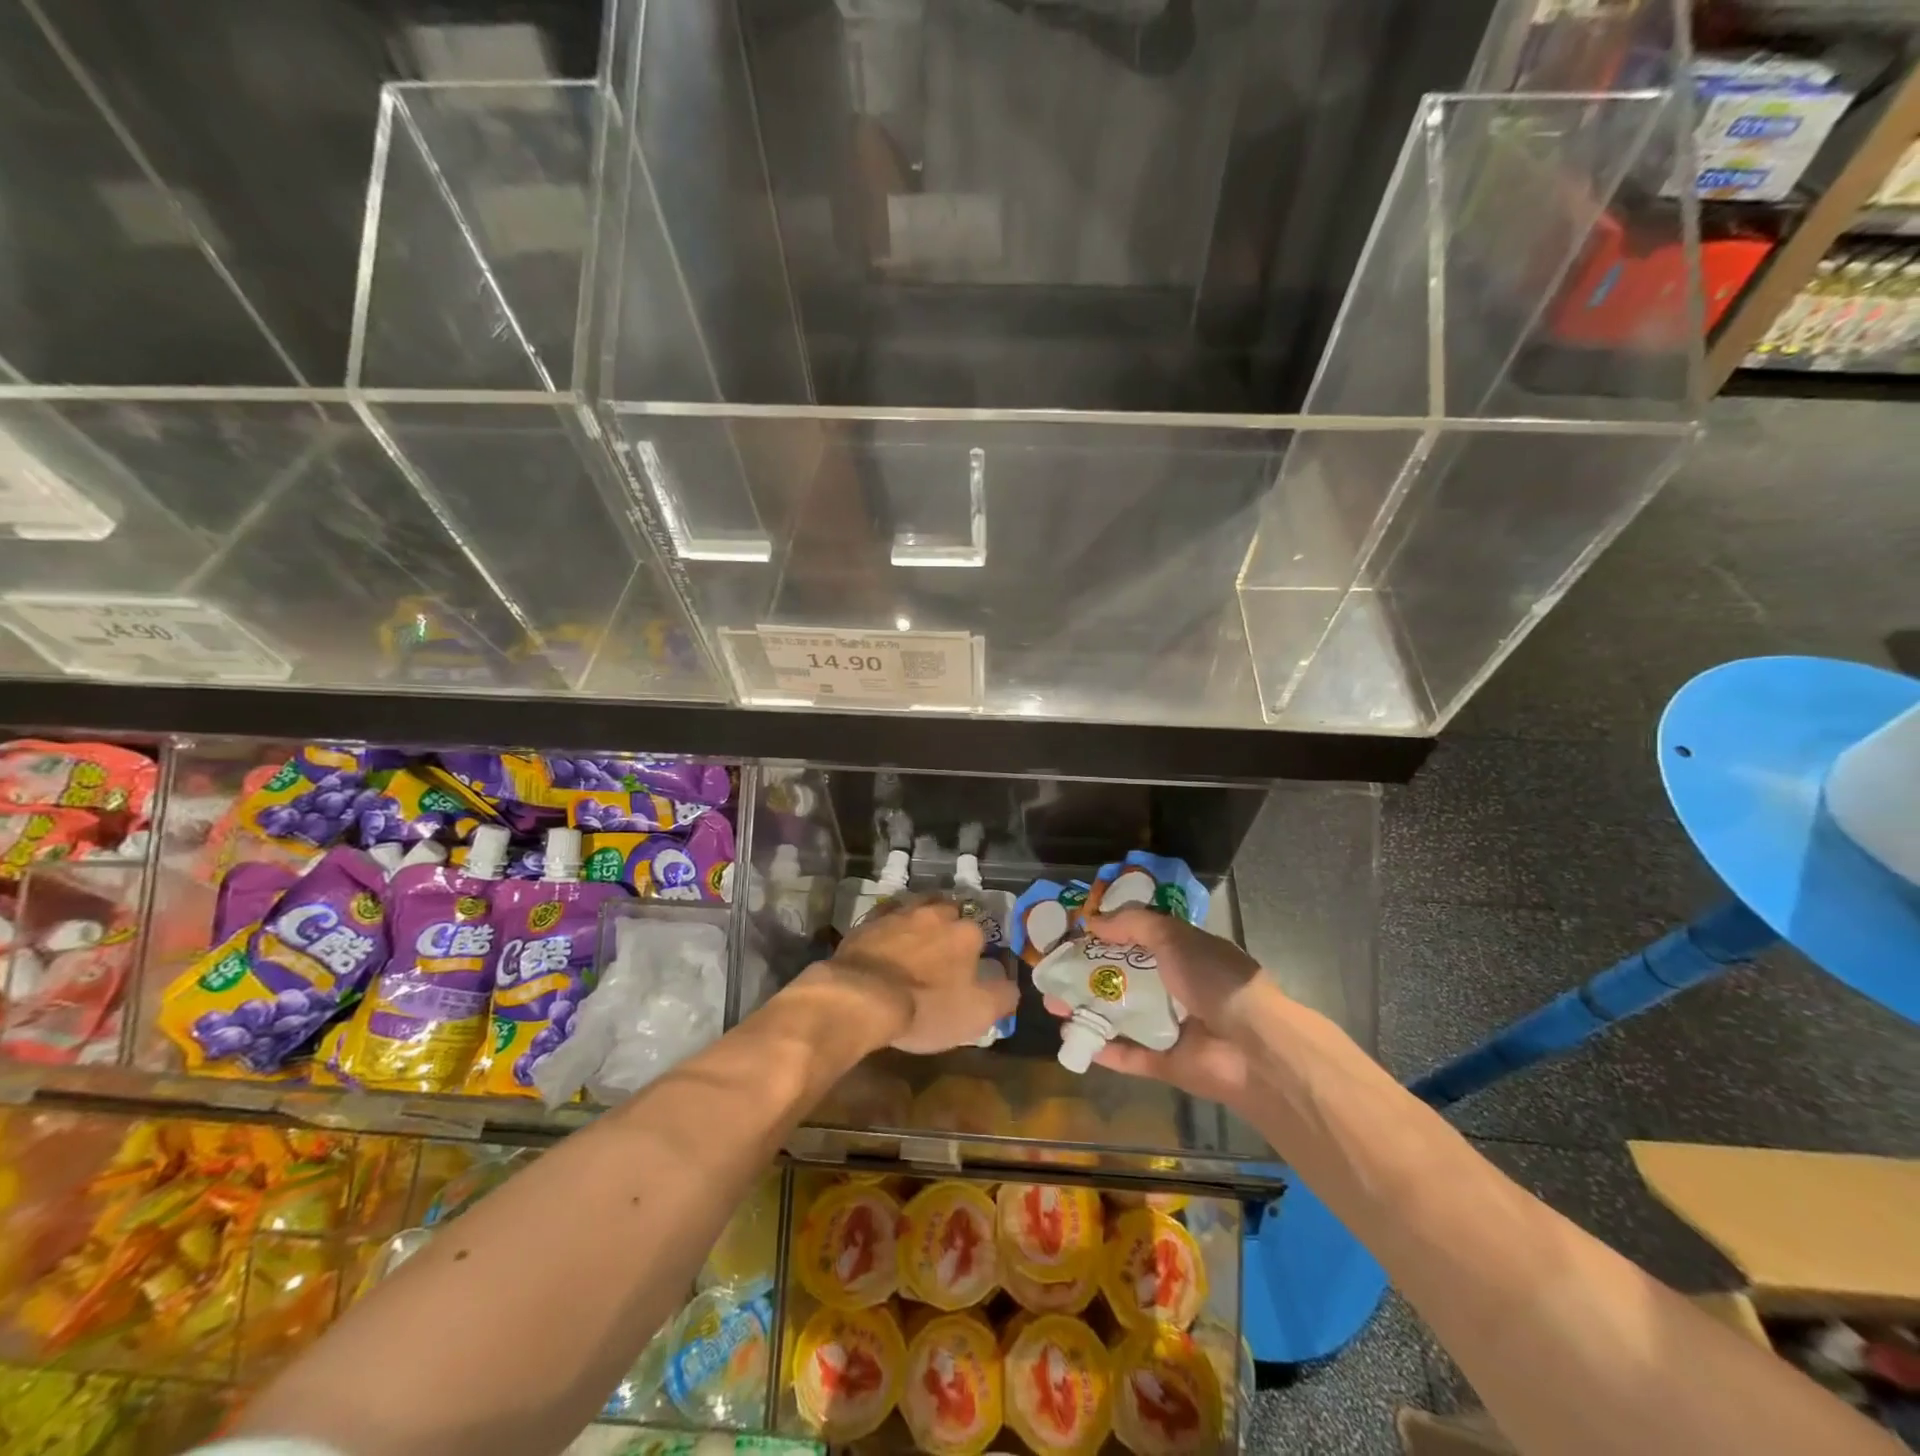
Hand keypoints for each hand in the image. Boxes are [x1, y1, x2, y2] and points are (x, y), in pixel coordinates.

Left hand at [811, 898, 1017, 1054]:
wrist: (862, 997)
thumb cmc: (926, 1008)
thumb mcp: (977, 1014)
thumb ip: (1002, 996)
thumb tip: (1011, 985)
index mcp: (966, 933)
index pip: (982, 934)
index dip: (977, 951)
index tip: (971, 969)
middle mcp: (936, 913)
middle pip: (951, 912)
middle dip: (951, 926)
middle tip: (945, 950)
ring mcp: (901, 913)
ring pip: (919, 906)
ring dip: (923, 919)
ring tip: (919, 937)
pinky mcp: (870, 921)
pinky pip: (887, 914)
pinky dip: (892, 923)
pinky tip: (888, 936)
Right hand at [1044, 907, 1276, 1110]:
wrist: (1253, 1046)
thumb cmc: (1213, 979)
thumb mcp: (1173, 936)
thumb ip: (1132, 924)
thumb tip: (1093, 922)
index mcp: (1184, 954)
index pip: (1139, 940)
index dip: (1107, 937)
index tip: (1073, 936)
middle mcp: (1177, 988)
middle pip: (1123, 979)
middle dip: (1087, 976)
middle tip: (1053, 975)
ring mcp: (1172, 1028)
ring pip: (1121, 1016)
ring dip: (1088, 1010)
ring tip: (1053, 1006)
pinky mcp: (1167, 1063)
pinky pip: (1129, 1055)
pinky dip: (1103, 1048)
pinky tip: (1073, 1039)